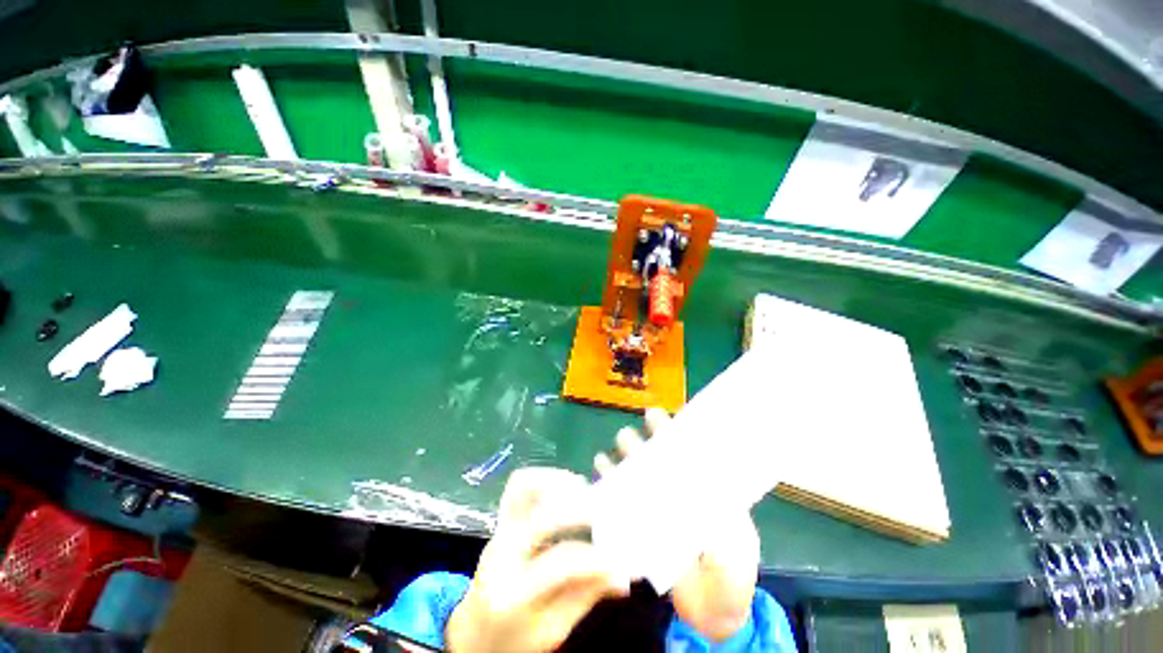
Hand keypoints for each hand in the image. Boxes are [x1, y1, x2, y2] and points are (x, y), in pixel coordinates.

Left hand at [446, 468, 629, 652]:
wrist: (473, 635)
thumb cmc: (513, 641)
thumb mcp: (552, 632)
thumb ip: (586, 597)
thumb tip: (623, 575)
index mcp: (513, 593)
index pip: (561, 562)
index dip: (596, 557)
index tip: (622, 560)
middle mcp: (501, 553)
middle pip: (542, 516)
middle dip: (579, 510)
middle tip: (605, 513)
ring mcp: (498, 532)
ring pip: (523, 488)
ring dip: (557, 482)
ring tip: (584, 491)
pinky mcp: (500, 522)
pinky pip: (519, 486)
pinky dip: (544, 478)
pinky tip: (564, 488)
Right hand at [594, 408, 758, 641]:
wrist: (713, 613)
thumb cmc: (733, 577)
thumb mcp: (738, 552)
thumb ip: (726, 537)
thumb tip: (709, 508)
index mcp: (703, 488)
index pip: (685, 450)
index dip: (670, 431)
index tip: (656, 417)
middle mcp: (677, 489)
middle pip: (655, 457)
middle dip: (641, 442)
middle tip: (630, 438)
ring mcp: (657, 505)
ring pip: (635, 471)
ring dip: (624, 457)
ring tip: (615, 451)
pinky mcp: (641, 524)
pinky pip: (620, 497)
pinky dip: (608, 481)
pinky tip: (600, 468)